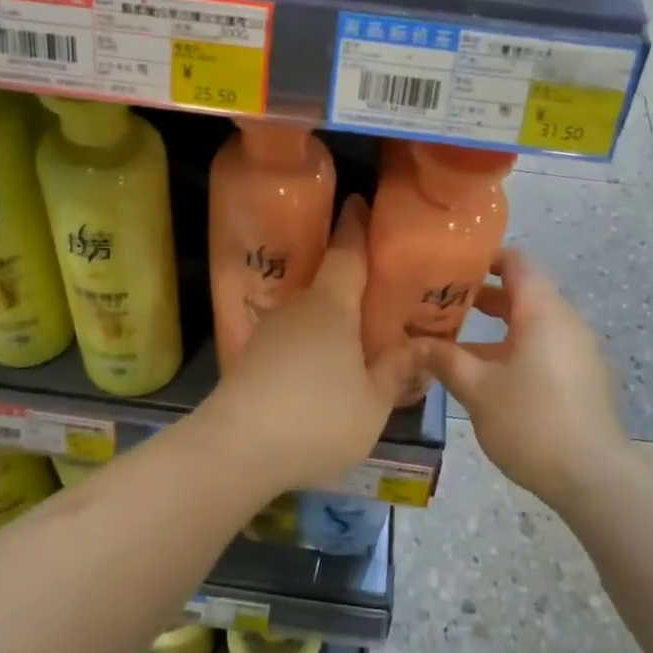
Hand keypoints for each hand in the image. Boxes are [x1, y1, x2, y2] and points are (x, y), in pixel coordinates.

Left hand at [199, 197, 419, 496]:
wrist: (235, 449)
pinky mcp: (251, 360)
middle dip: (351, 284)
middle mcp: (297, 308)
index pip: (347, 252)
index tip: (359, 203)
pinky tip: (321, 373)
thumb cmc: (316, 419)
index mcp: (331, 306)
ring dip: (330, 323)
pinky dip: (310, 347)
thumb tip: (417, 347)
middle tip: (380, 293)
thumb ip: (395, 371)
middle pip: (327, 284)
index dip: (356, 227)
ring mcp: (268, 333)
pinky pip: (291, 341)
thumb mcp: (372, 403)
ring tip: (356, 341)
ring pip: (308, 317)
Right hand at [421, 249, 627, 506]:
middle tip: (441, 301)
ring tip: (455, 338)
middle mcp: (565, 321)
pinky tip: (487, 372)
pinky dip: (515, 346)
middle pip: (524, 291)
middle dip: (482, 294)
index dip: (483, 257)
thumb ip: (443, 359)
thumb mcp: (476, 389)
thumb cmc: (531, 421)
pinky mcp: (582, 376)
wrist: (592, 477)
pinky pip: (544, 345)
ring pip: (533, 322)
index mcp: (542, 311)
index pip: (516, 261)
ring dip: (497, 325)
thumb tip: (411, 343)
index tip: (450, 265)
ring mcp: (578, 350)